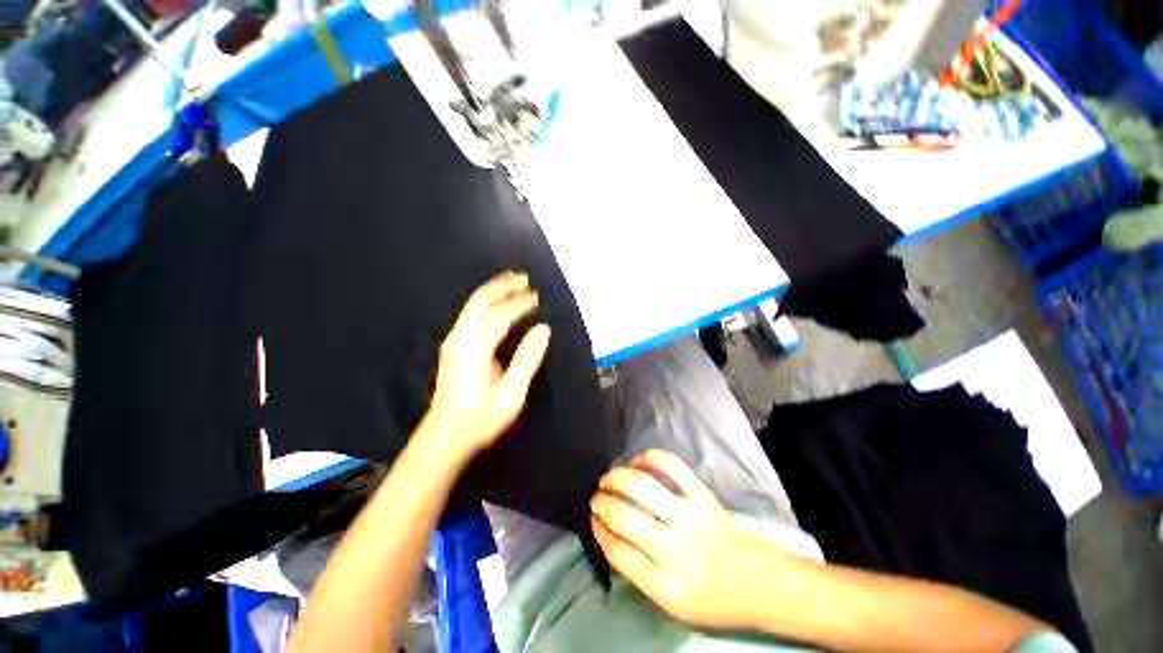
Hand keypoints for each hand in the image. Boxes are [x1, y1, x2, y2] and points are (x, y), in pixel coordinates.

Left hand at [425, 271, 550, 457]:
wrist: (445, 435)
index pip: (501, 315)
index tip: (537, 297)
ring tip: (512, 282)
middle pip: (481, 300)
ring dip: (493, 290)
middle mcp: (461, 337)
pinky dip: (485, 301)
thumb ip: (527, 359)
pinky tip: (496, 301)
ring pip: (472, 304)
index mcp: (476, 348)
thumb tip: (543, 329)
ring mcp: (453, 340)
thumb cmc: (481, 418)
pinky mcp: (452, 345)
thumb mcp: (512, 394)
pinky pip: (470, 313)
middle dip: (503, 286)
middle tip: (524, 278)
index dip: (520, 303)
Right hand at [590, 449, 766, 630]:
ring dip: (616, 477)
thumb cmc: (712, 597)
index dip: (599, 530)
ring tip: (608, 478)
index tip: (593, 519)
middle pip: (623, 516)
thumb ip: (639, 572)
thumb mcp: (671, 604)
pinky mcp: (702, 494)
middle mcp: (674, 549)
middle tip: (596, 497)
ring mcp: (689, 516)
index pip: (617, 551)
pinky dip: (649, 457)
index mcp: (665, 585)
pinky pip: (670, 465)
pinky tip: (639, 462)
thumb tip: (611, 534)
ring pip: (641, 485)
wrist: (758, 582)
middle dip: (602, 502)